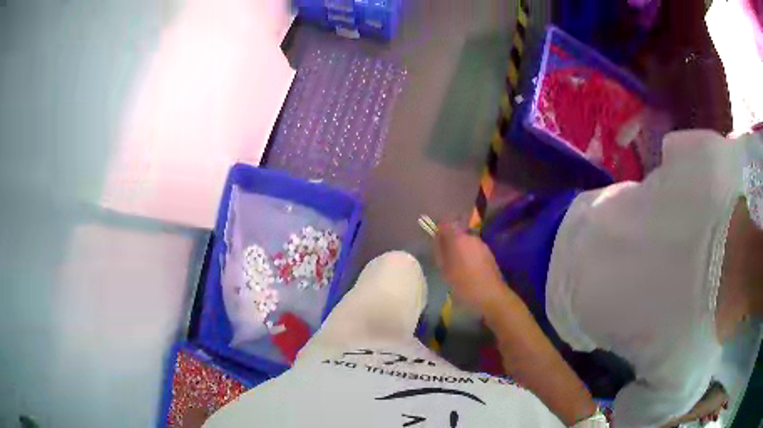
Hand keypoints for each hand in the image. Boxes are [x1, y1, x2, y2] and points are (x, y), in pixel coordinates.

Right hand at [434, 223, 507, 312]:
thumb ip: (440, 252)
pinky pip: (473, 249)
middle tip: (444, 258)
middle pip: (456, 233)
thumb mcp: (446, 270)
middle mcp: (471, 237)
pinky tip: (468, 270)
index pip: (445, 225)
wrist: (491, 295)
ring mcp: (482, 245)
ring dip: (459, 249)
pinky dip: (468, 255)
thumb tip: (437, 239)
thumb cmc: (465, 284)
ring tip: (456, 267)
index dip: (439, 231)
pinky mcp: (489, 253)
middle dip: (449, 242)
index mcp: (459, 239)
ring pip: (465, 242)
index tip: (436, 243)